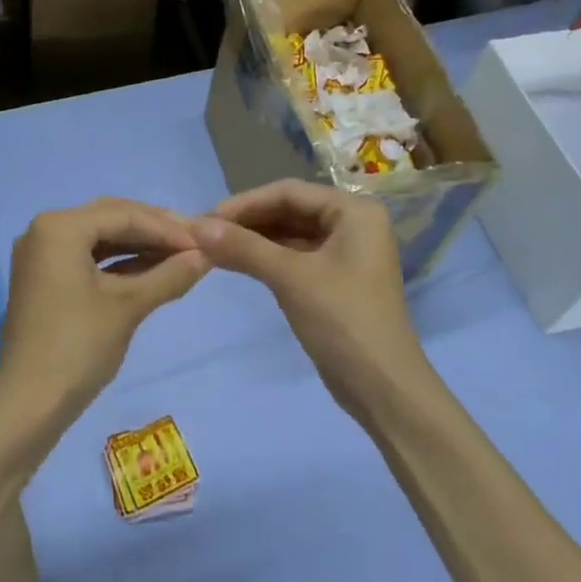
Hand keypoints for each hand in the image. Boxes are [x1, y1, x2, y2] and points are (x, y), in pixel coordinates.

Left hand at [0, 198, 209, 416]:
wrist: (28, 405)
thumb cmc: (78, 347)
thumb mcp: (129, 306)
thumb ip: (169, 275)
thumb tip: (208, 256)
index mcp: (60, 226)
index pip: (124, 215)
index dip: (168, 228)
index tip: (205, 242)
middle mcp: (45, 229)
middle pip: (110, 218)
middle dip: (154, 230)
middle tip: (195, 242)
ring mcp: (41, 254)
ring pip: (100, 237)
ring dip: (138, 246)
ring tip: (179, 255)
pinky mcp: (44, 277)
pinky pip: (87, 257)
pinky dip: (118, 262)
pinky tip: (151, 270)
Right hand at [192, 180, 430, 414]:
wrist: (383, 389)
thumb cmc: (342, 320)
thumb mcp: (291, 278)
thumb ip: (244, 247)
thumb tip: (197, 227)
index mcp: (354, 211)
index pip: (290, 192)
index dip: (245, 202)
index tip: (206, 218)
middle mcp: (353, 224)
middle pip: (290, 211)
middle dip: (248, 222)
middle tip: (205, 234)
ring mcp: (346, 254)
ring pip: (291, 235)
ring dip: (254, 240)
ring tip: (212, 248)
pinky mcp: (336, 281)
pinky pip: (296, 257)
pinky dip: (267, 259)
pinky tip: (236, 263)